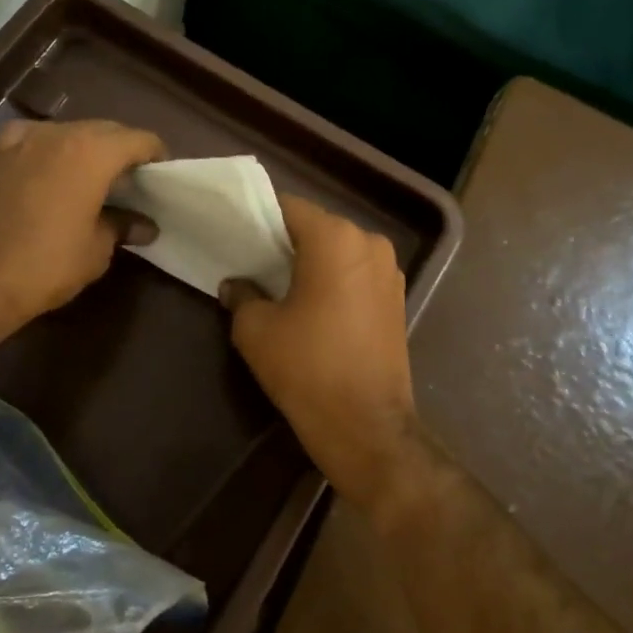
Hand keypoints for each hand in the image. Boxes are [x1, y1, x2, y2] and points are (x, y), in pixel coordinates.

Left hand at [0, 119, 163, 345]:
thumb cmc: (45, 264)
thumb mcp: (96, 250)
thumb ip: (122, 227)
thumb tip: (144, 225)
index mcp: (92, 151)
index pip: (139, 139)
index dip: (157, 155)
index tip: (165, 177)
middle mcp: (59, 134)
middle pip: (105, 130)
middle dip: (124, 150)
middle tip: (137, 181)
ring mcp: (23, 141)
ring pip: (70, 133)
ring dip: (89, 150)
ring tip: (100, 180)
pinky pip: (36, 142)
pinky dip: (53, 151)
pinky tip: (54, 173)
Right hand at [221, 194, 419, 508]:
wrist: (366, 425)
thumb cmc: (307, 368)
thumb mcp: (256, 330)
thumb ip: (242, 295)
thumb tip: (236, 285)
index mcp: (335, 238)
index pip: (288, 207)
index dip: (259, 218)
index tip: (236, 233)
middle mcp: (369, 243)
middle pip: (316, 227)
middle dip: (285, 240)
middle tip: (252, 260)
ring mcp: (389, 270)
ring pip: (339, 250)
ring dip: (311, 261)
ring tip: (281, 285)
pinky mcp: (397, 298)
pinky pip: (356, 273)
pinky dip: (333, 279)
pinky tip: (312, 305)